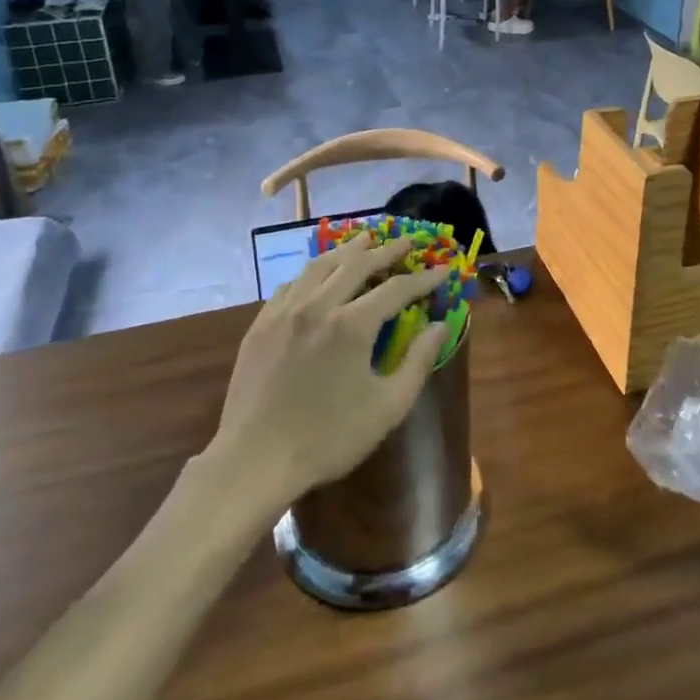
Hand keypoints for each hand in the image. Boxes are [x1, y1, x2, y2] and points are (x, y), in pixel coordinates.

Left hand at [211, 235, 449, 503]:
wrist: (255, 459)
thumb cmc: (329, 438)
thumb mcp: (388, 406)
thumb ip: (418, 361)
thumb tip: (441, 325)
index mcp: (352, 324)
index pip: (397, 289)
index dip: (424, 278)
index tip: (443, 269)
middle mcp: (318, 305)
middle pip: (357, 264)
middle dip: (387, 250)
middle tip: (407, 240)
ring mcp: (285, 312)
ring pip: (320, 266)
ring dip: (347, 250)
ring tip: (365, 240)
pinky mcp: (261, 324)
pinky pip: (291, 284)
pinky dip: (313, 272)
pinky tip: (318, 274)